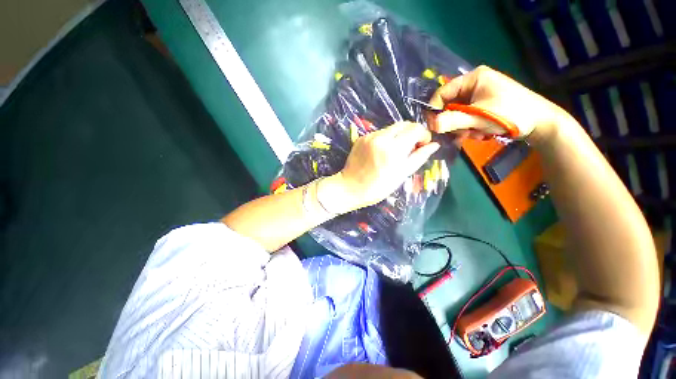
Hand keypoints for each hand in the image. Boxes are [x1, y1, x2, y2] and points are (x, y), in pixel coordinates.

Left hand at [325, 122, 439, 211]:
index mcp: (394, 148)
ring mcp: (369, 136)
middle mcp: (381, 137)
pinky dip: (385, 139)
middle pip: (403, 124)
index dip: (423, 135)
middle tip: (410, 147)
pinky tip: (381, 152)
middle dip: (411, 133)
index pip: (415, 128)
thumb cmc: (378, 187)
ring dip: (398, 136)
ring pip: (391, 128)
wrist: (350, 188)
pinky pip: (378, 133)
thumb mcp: (401, 175)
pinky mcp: (361, 138)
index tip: (422, 145)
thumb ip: (419, 157)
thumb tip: (434, 145)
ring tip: (394, 152)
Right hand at [428, 66, 572, 139]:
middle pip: (450, 104)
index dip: (435, 109)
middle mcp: (474, 84)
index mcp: (473, 78)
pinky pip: (466, 117)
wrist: (540, 123)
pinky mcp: (483, 105)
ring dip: (462, 127)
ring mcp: (479, 94)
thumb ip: (452, 120)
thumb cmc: (511, 114)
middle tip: (460, 132)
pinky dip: (469, 127)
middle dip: (453, 121)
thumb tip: (431, 125)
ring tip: (475, 133)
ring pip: (457, 113)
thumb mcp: (478, 117)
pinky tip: (480, 132)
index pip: (443, 92)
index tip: (433, 126)